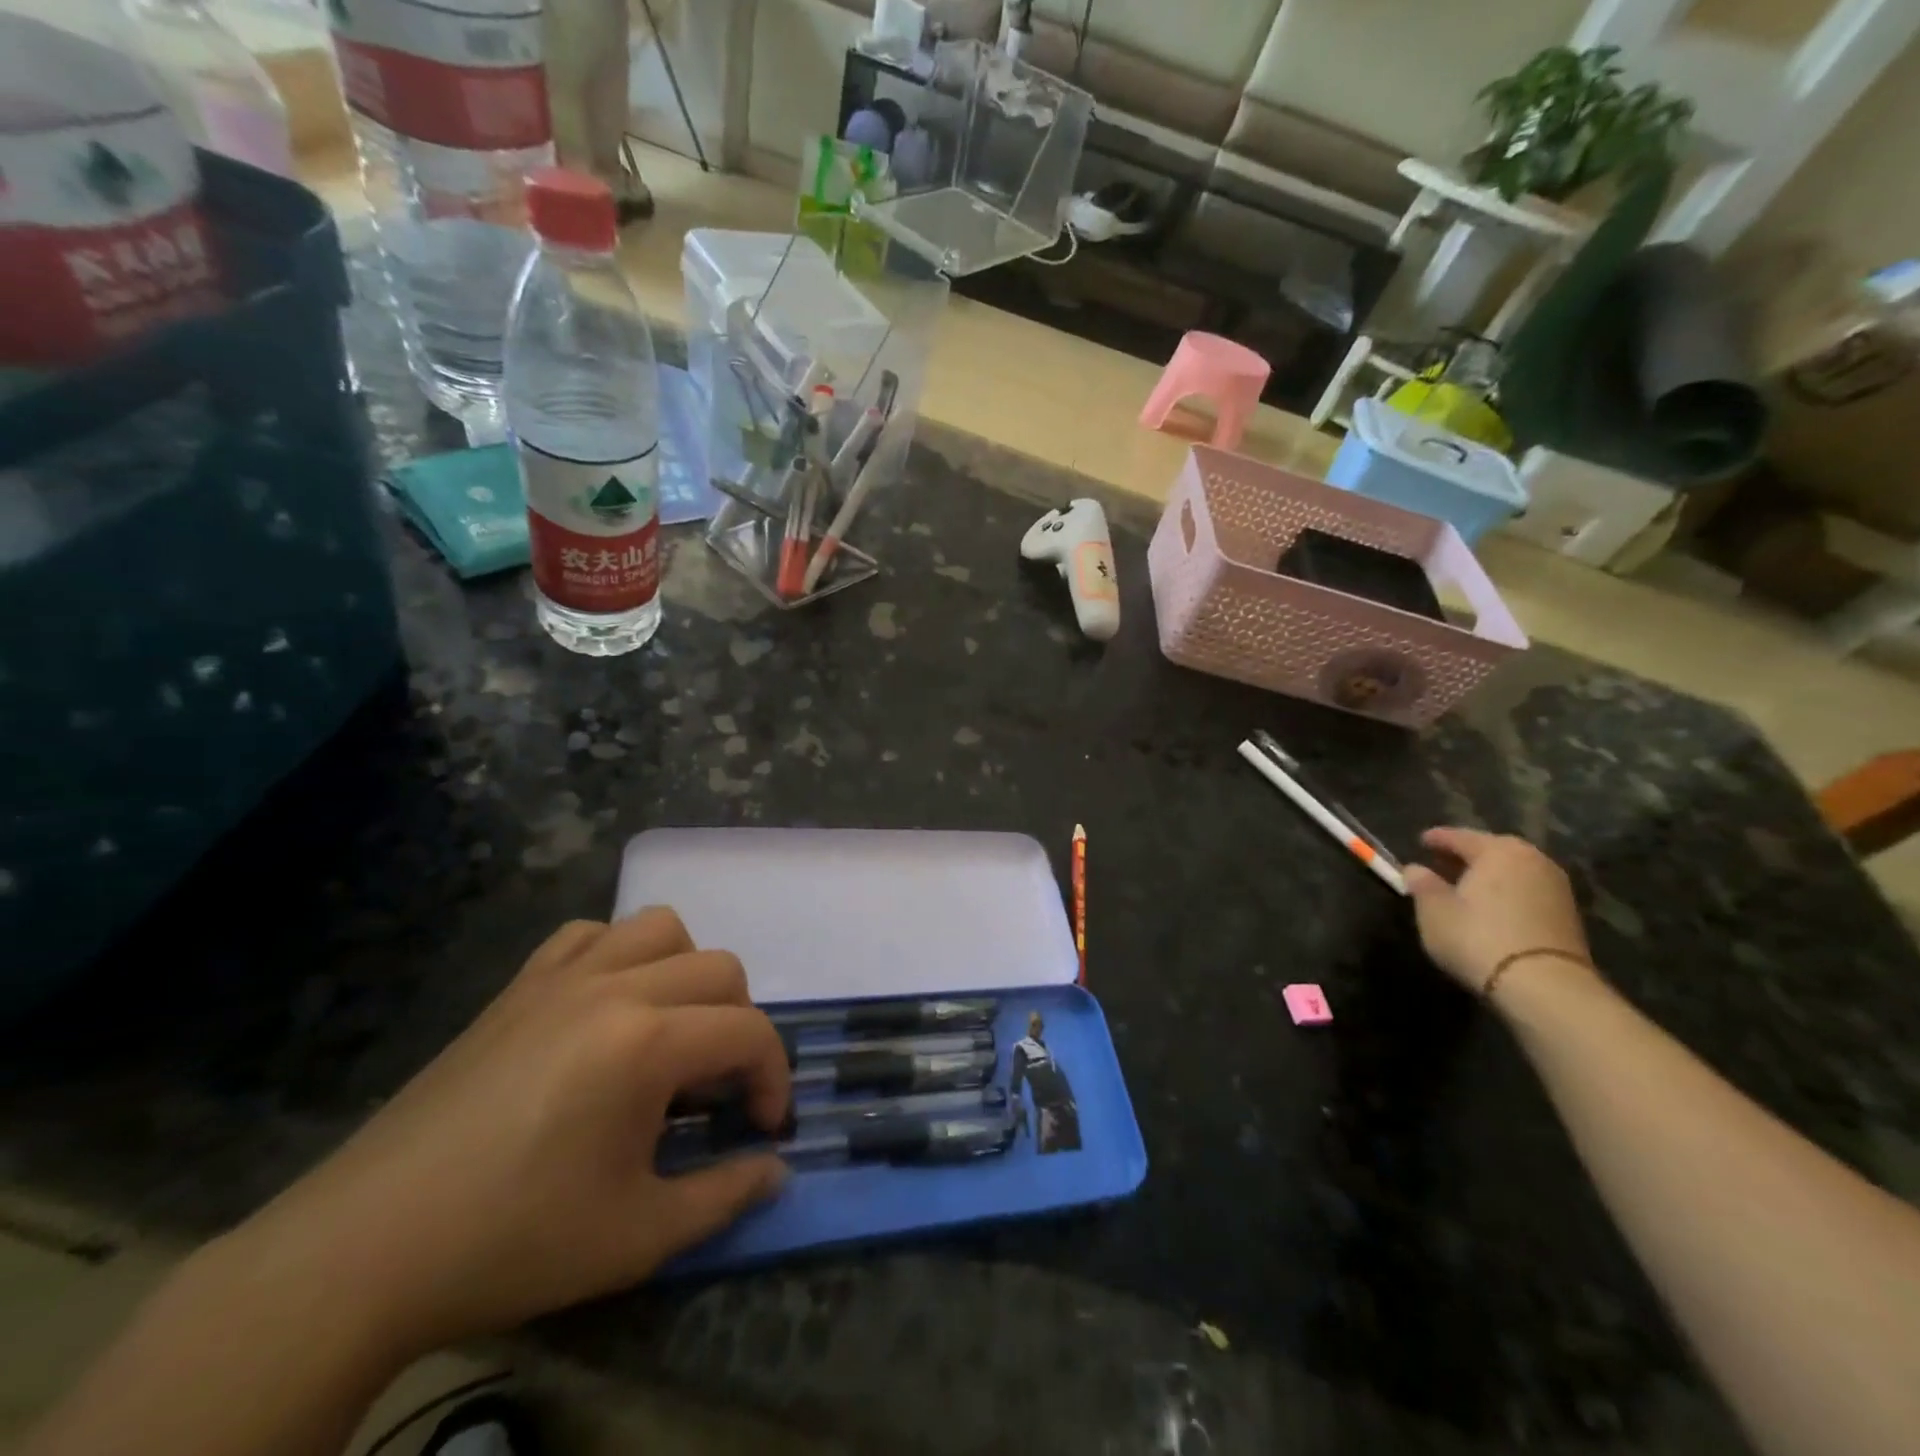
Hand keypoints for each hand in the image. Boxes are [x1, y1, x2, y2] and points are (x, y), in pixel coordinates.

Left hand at [233, 910, 789, 1358]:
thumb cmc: (512, 1241)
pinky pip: (588, 935)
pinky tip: (606, 1006)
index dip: (773, 1077)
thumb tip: (777, 1170)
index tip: (763, 1128)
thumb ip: (725, 1195)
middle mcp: (614, 987)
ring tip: (670, 1031)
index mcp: (647, 1042)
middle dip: (740, 1026)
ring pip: (660, 929)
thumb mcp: (637, 1236)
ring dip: (686, 972)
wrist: (364, 1249)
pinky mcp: (519, 985)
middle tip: (717, 1089)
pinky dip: (617, 954)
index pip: (749, 1032)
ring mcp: (562, 977)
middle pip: (720, 969)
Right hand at [1403, 828, 1590, 995]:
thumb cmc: (1477, 937)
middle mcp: (1532, 859)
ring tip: (1467, 886)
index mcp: (1498, 850)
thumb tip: (1415, 869)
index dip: (1437, 838)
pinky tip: (1492, 907)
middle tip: (1444, 862)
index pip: (1460, 836)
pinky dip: (1508, 893)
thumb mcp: (1433, 910)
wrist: (1545, 986)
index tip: (1421, 841)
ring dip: (1490, 875)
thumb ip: (1422, 884)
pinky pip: (1528, 891)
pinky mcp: (1569, 915)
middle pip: (1493, 850)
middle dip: (1468, 855)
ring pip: (1514, 871)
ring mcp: (1556, 887)